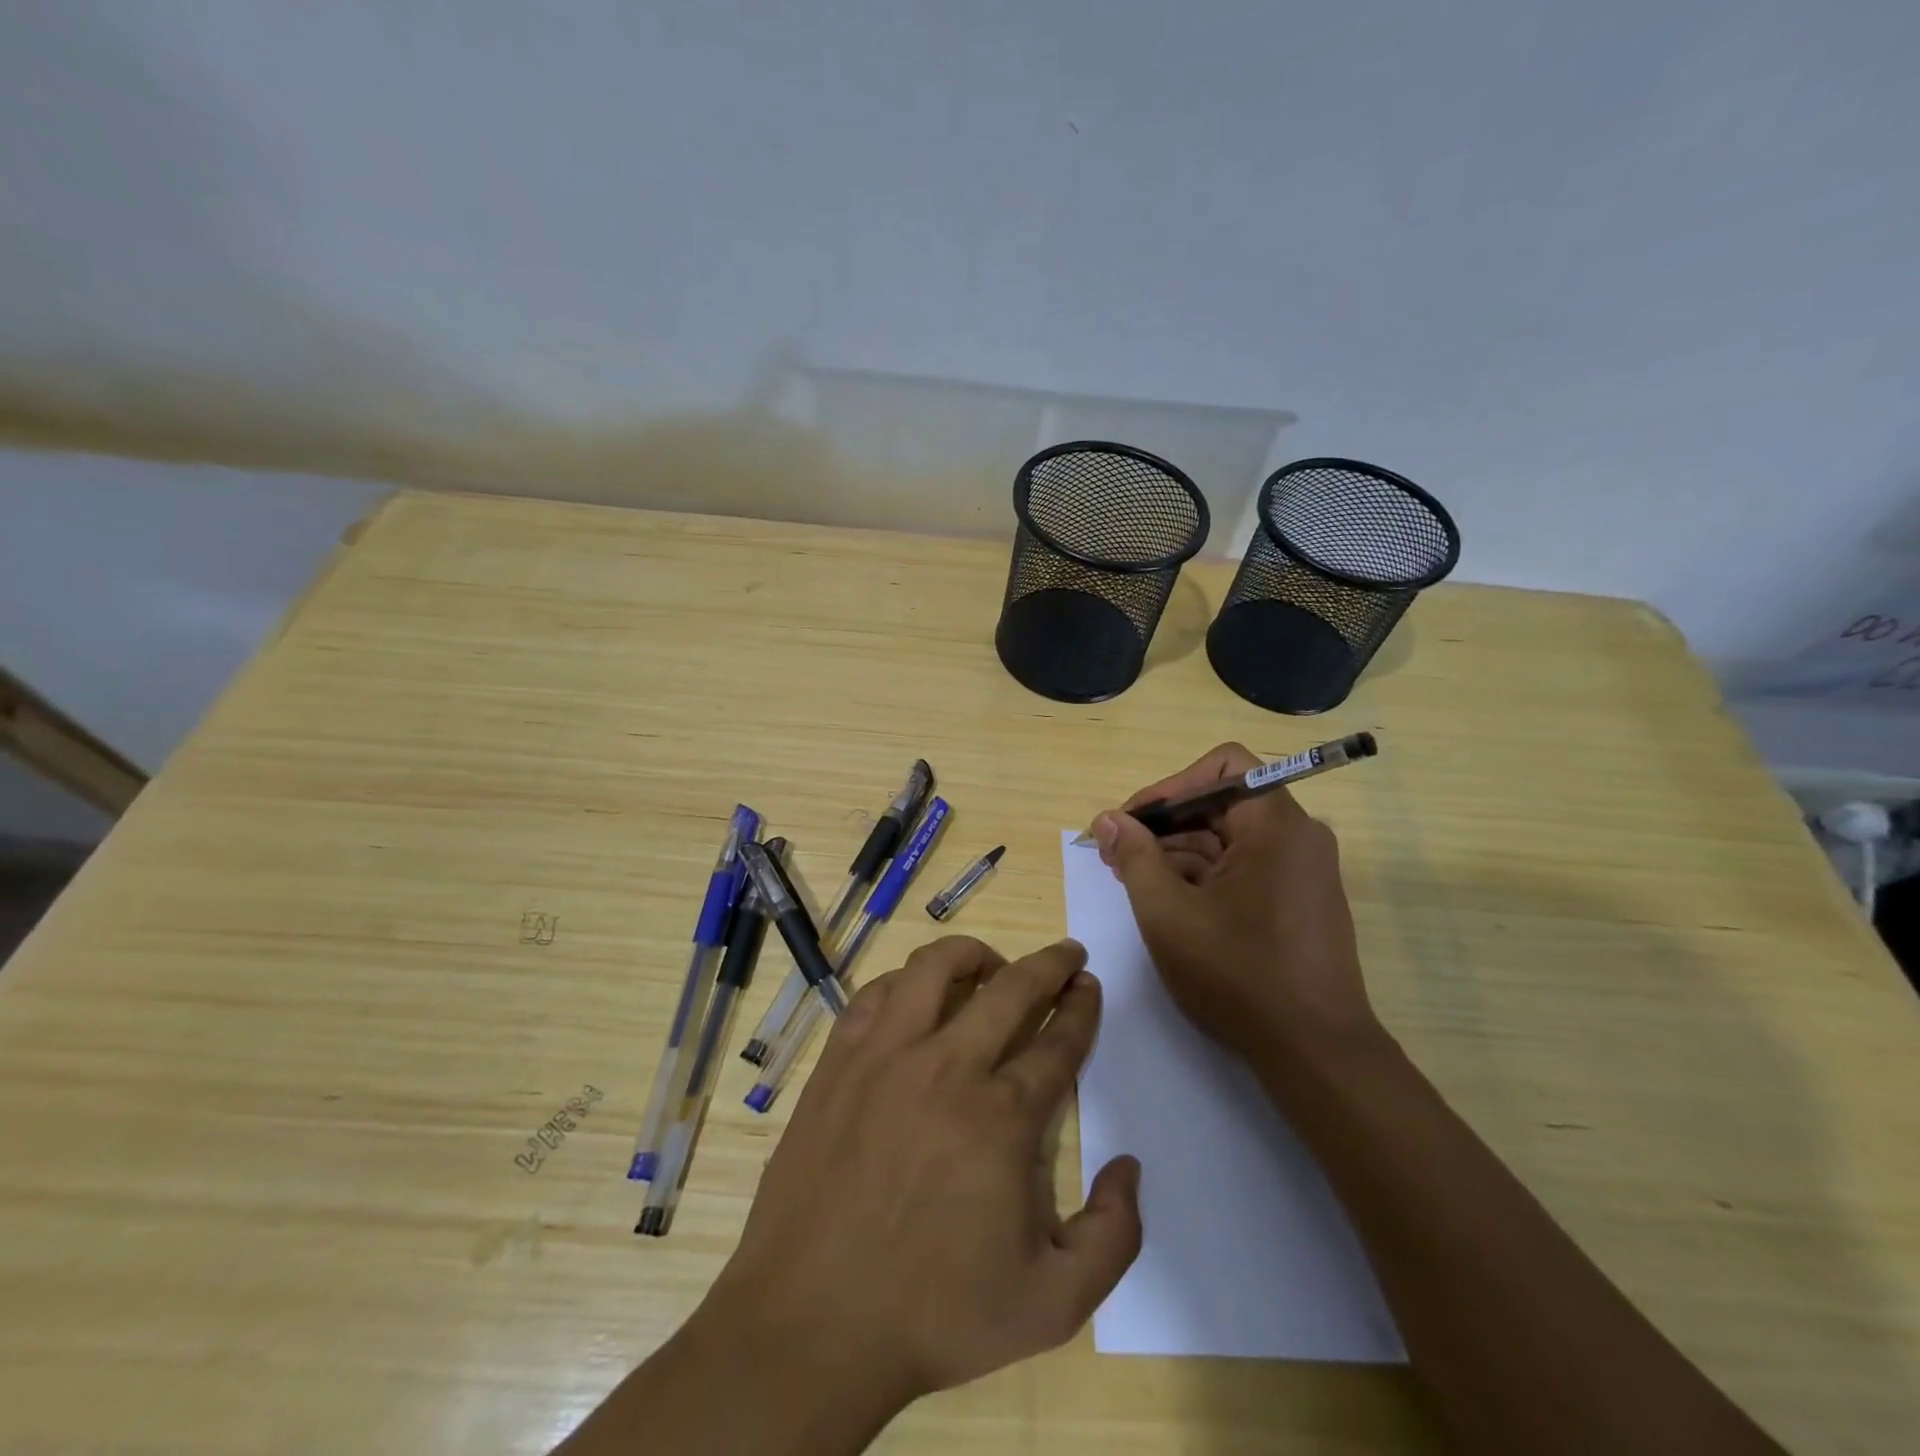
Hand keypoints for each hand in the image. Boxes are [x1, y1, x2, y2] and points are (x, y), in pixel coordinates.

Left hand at [705, 936, 1142, 1410]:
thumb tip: (1128, 1166)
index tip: (1088, 985)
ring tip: (991, 964)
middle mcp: (948, 1067)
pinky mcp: (839, 1059)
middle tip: (1066, 953)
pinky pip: (876, 993)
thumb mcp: (1052, 1305)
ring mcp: (886, 1056)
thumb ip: (1114, 1237)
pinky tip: (916, 997)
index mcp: (1003, 1117)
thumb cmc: (934, 1316)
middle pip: (1012, 987)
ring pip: (936, 967)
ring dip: (974, 954)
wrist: (811, 1324)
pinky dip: (906, 982)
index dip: (1081, 1007)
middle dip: (1050, 963)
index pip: (1058, 1040)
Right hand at [1091, 742, 1375, 1058]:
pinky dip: (1205, 874)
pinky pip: (1246, 866)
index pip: (1222, 766)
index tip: (1131, 822)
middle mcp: (1298, 836)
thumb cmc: (1238, 974)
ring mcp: (1303, 870)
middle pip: (1222, 802)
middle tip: (1117, 855)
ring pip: (1230, 837)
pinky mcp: (1300, 900)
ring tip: (1133, 881)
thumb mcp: (1168, 913)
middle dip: (1165, 824)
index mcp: (1276, 825)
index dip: (1169, 786)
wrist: (1315, 1053)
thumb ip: (1134, 856)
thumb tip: (1108, 820)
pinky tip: (1169, 901)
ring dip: (1178, 852)